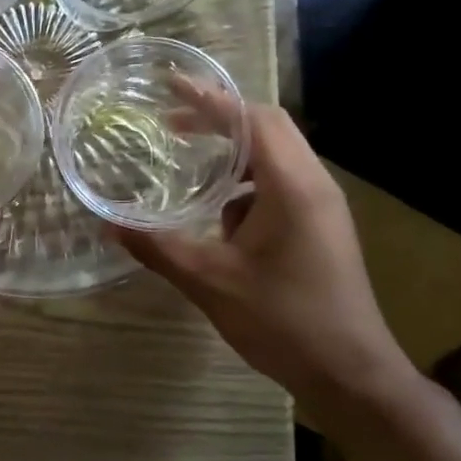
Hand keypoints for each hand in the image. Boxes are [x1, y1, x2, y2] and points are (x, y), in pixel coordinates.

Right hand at [116, 91, 415, 420]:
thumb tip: (108, 223)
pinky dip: (245, 186)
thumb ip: (158, 247)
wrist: (352, 376)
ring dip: (233, 155)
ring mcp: (322, 208)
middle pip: (267, 128)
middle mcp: (314, 185)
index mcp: (293, 187)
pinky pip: (280, 186)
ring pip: (275, 158)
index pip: (251, 120)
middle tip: (172, 125)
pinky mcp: (321, 229)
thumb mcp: (211, 282)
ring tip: (191, 169)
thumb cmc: (284, 322)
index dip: (210, 100)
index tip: (171, 85)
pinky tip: (219, 219)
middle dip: (219, 120)